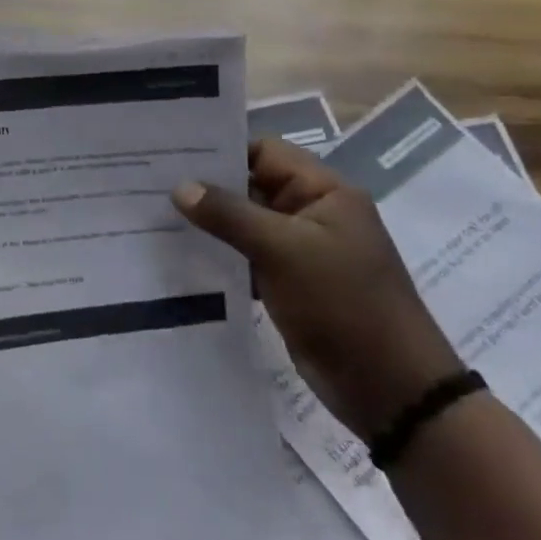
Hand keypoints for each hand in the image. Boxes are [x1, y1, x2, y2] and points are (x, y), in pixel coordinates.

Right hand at [172, 139, 462, 439]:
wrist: (390, 389)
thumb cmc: (343, 304)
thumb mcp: (283, 251)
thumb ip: (229, 214)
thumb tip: (180, 187)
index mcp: (325, 192)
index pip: (264, 151)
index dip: (221, 149)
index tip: (172, 154)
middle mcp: (313, 213)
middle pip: (252, 186)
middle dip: (207, 187)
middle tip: (150, 184)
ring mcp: (301, 250)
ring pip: (246, 224)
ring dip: (210, 224)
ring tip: (156, 217)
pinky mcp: (290, 283)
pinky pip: (247, 256)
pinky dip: (220, 255)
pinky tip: (181, 256)